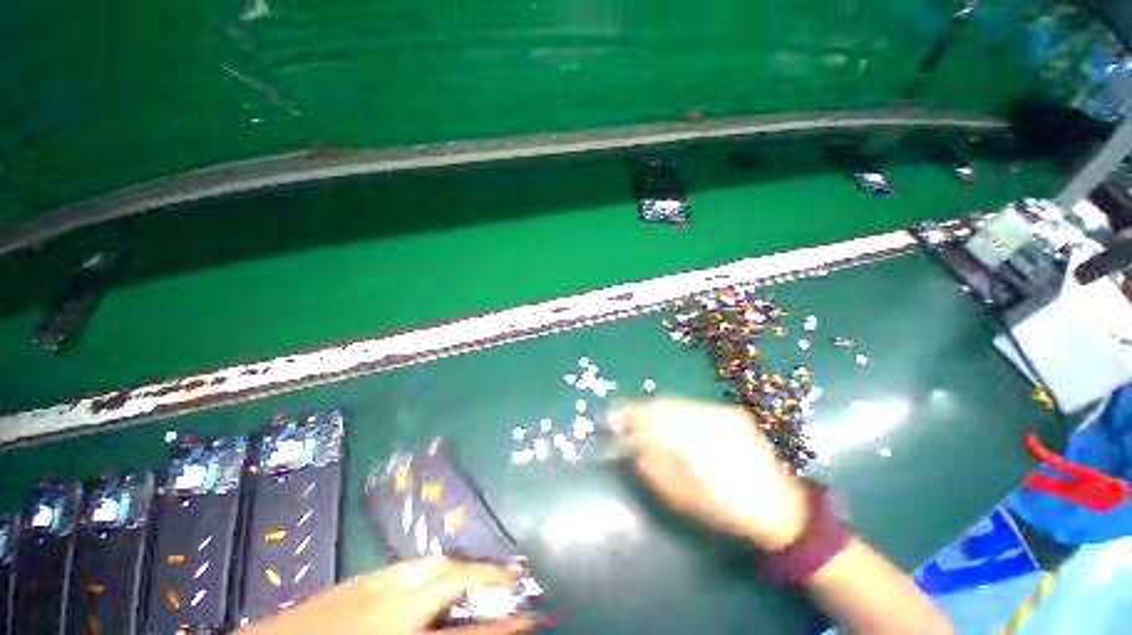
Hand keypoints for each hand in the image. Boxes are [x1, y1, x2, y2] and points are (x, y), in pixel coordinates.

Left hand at [238, 557, 534, 634]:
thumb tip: (464, 629)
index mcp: (397, 628)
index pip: (464, 631)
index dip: (501, 626)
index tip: (529, 616)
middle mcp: (388, 604)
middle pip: (449, 575)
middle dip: (481, 575)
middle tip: (503, 582)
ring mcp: (369, 586)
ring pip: (428, 564)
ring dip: (455, 569)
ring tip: (472, 578)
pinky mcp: (354, 581)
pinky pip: (403, 567)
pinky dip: (425, 571)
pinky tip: (425, 582)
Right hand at [610, 398, 807, 550]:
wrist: (780, 507)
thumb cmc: (726, 510)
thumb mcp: (683, 499)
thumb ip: (654, 469)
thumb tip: (632, 448)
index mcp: (697, 447)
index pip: (650, 422)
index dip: (626, 417)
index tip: (609, 419)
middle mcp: (709, 421)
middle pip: (661, 406)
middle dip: (637, 410)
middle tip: (622, 419)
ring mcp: (722, 413)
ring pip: (676, 402)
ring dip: (655, 409)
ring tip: (643, 420)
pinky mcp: (731, 412)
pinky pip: (692, 405)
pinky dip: (675, 410)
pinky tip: (671, 422)